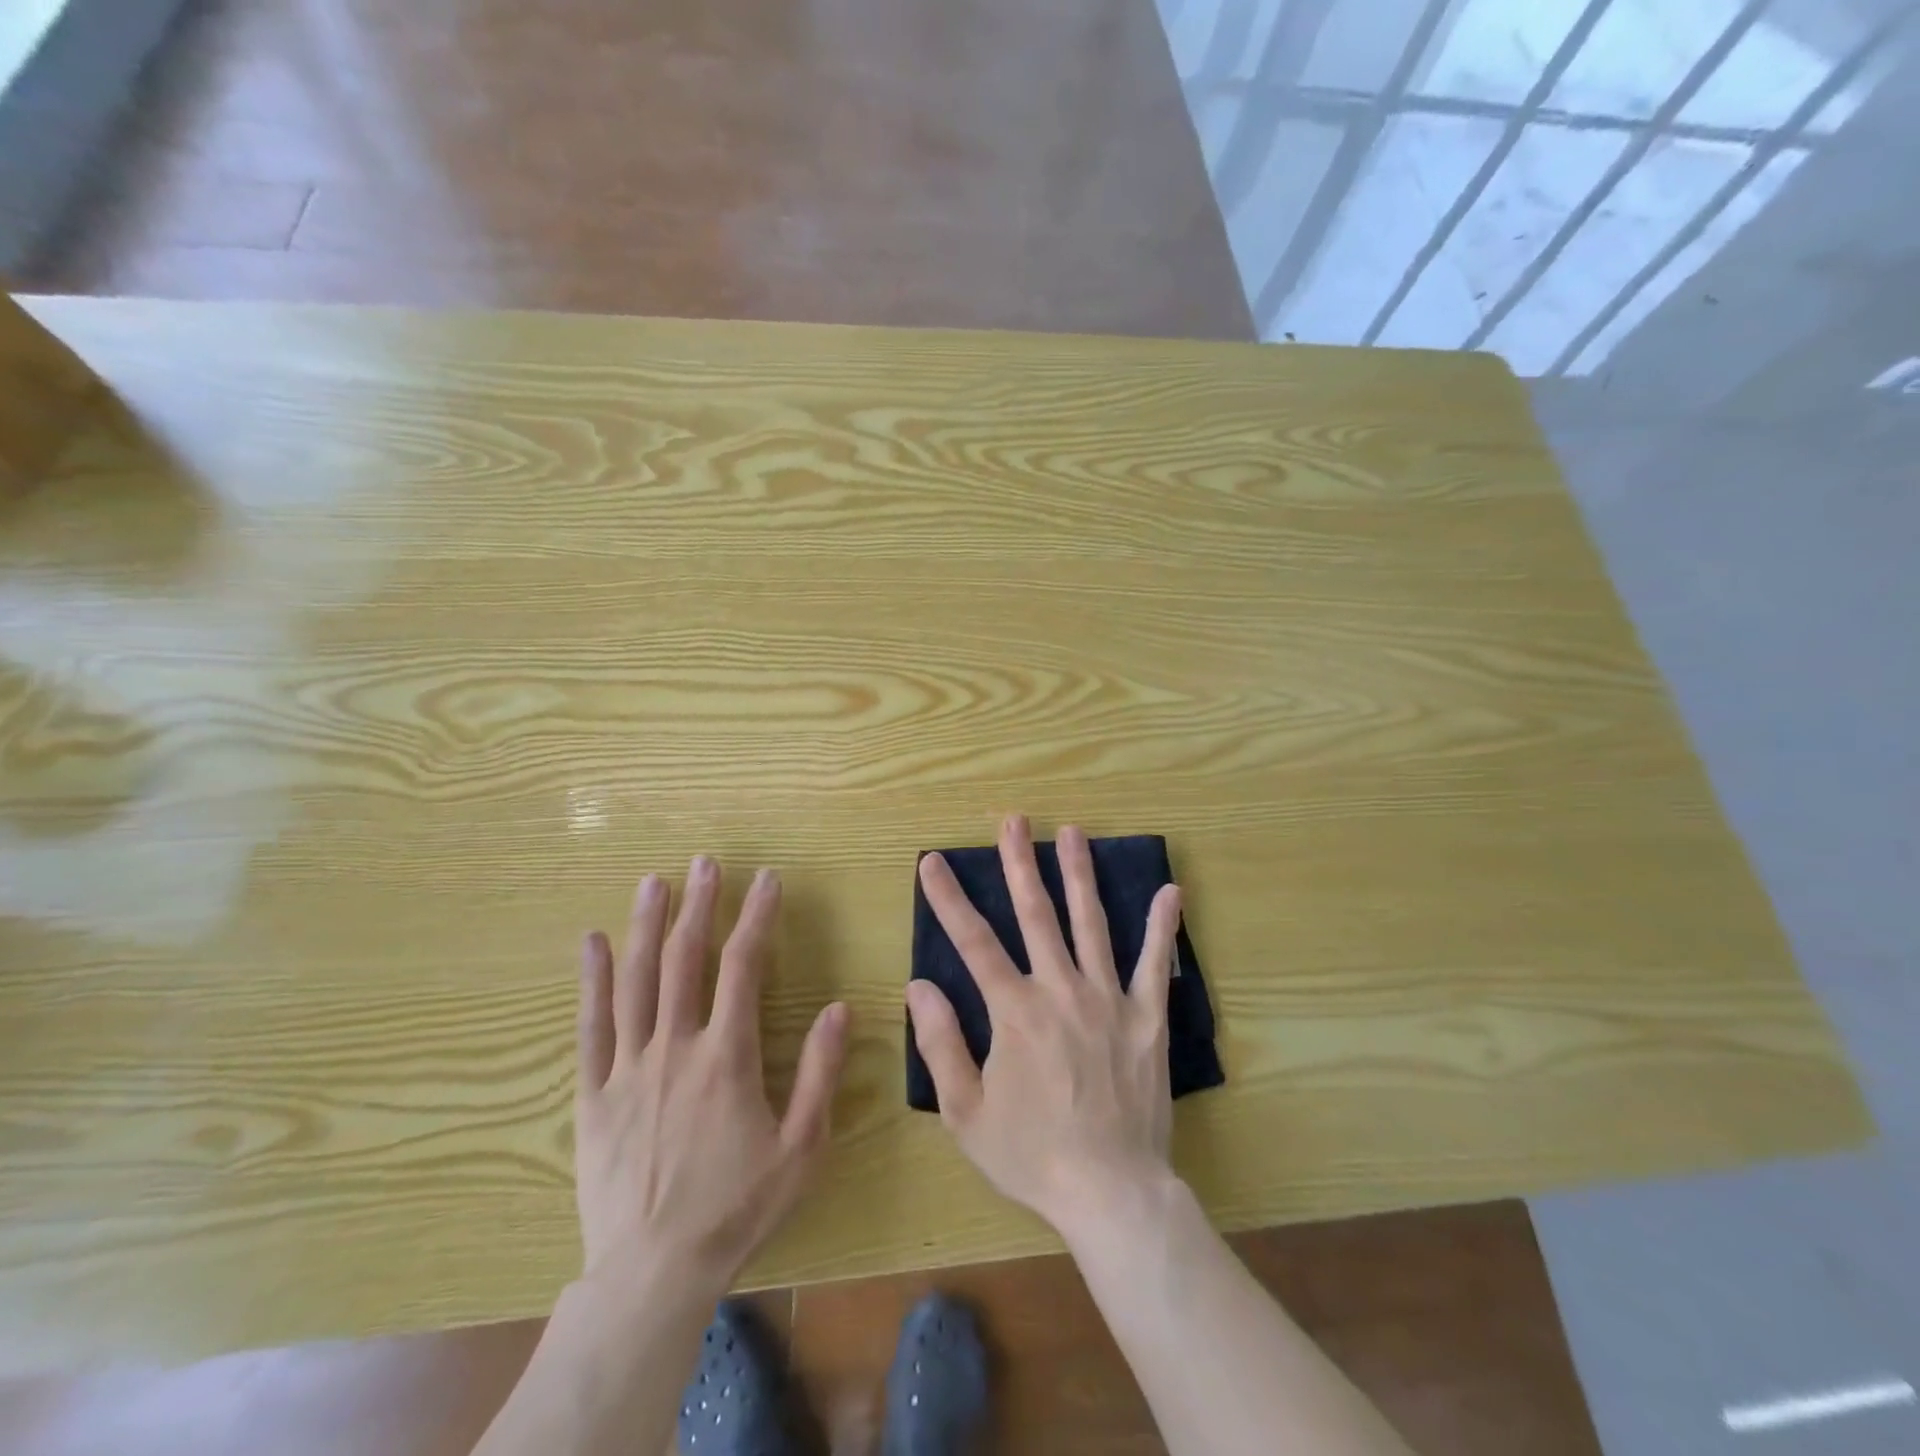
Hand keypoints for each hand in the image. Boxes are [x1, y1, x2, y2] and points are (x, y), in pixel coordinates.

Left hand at [573, 857, 849, 1296]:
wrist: (651, 1275)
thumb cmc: (736, 1208)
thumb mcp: (801, 1147)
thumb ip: (820, 1073)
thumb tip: (840, 1007)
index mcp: (727, 1056)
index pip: (743, 966)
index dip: (756, 917)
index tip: (766, 879)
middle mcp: (675, 1047)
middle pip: (686, 960)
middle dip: (699, 905)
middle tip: (706, 862)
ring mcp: (628, 1068)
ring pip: (637, 981)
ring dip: (646, 927)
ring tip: (654, 882)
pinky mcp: (593, 1094)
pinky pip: (591, 1027)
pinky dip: (592, 981)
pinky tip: (591, 943)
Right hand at [907, 816, 1183, 1233]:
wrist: (1111, 1192)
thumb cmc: (1032, 1155)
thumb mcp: (966, 1112)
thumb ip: (941, 1044)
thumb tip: (919, 985)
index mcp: (1014, 1011)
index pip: (973, 942)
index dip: (949, 899)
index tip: (933, 862)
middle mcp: (1060, 990)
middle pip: (1036, 915)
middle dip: (1019, 863)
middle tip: (1012, 820)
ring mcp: (1108, 999)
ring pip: (1090, 923)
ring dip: (1079, 875)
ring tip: (1072, 832)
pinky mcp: (1146, 1017)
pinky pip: (1154, 964)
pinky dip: (1161, 926)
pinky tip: (1169, 890)